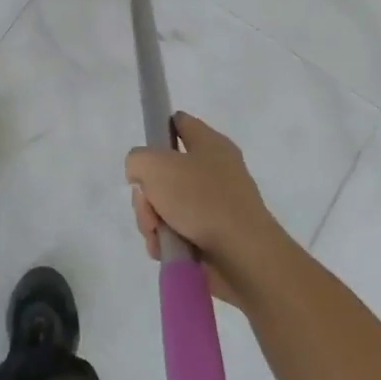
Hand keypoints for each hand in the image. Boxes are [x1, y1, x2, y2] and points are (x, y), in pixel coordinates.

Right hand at [124, 112, 289, 304]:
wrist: (242, 256)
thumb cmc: (201, 199)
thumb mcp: (155, 165)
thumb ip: (137, 160)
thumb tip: (142, 177)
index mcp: (210, 145)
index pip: (180, 123)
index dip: (158, 130)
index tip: (142, 152)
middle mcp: (214, 172)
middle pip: (163, 172)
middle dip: (146, 192)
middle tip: (148, 204)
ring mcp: (213, 206)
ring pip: (164, 205)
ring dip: (151, 219)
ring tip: (157, 233)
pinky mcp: (211, 237)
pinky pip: (175, 231)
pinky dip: (165, 240)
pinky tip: (164, 248)